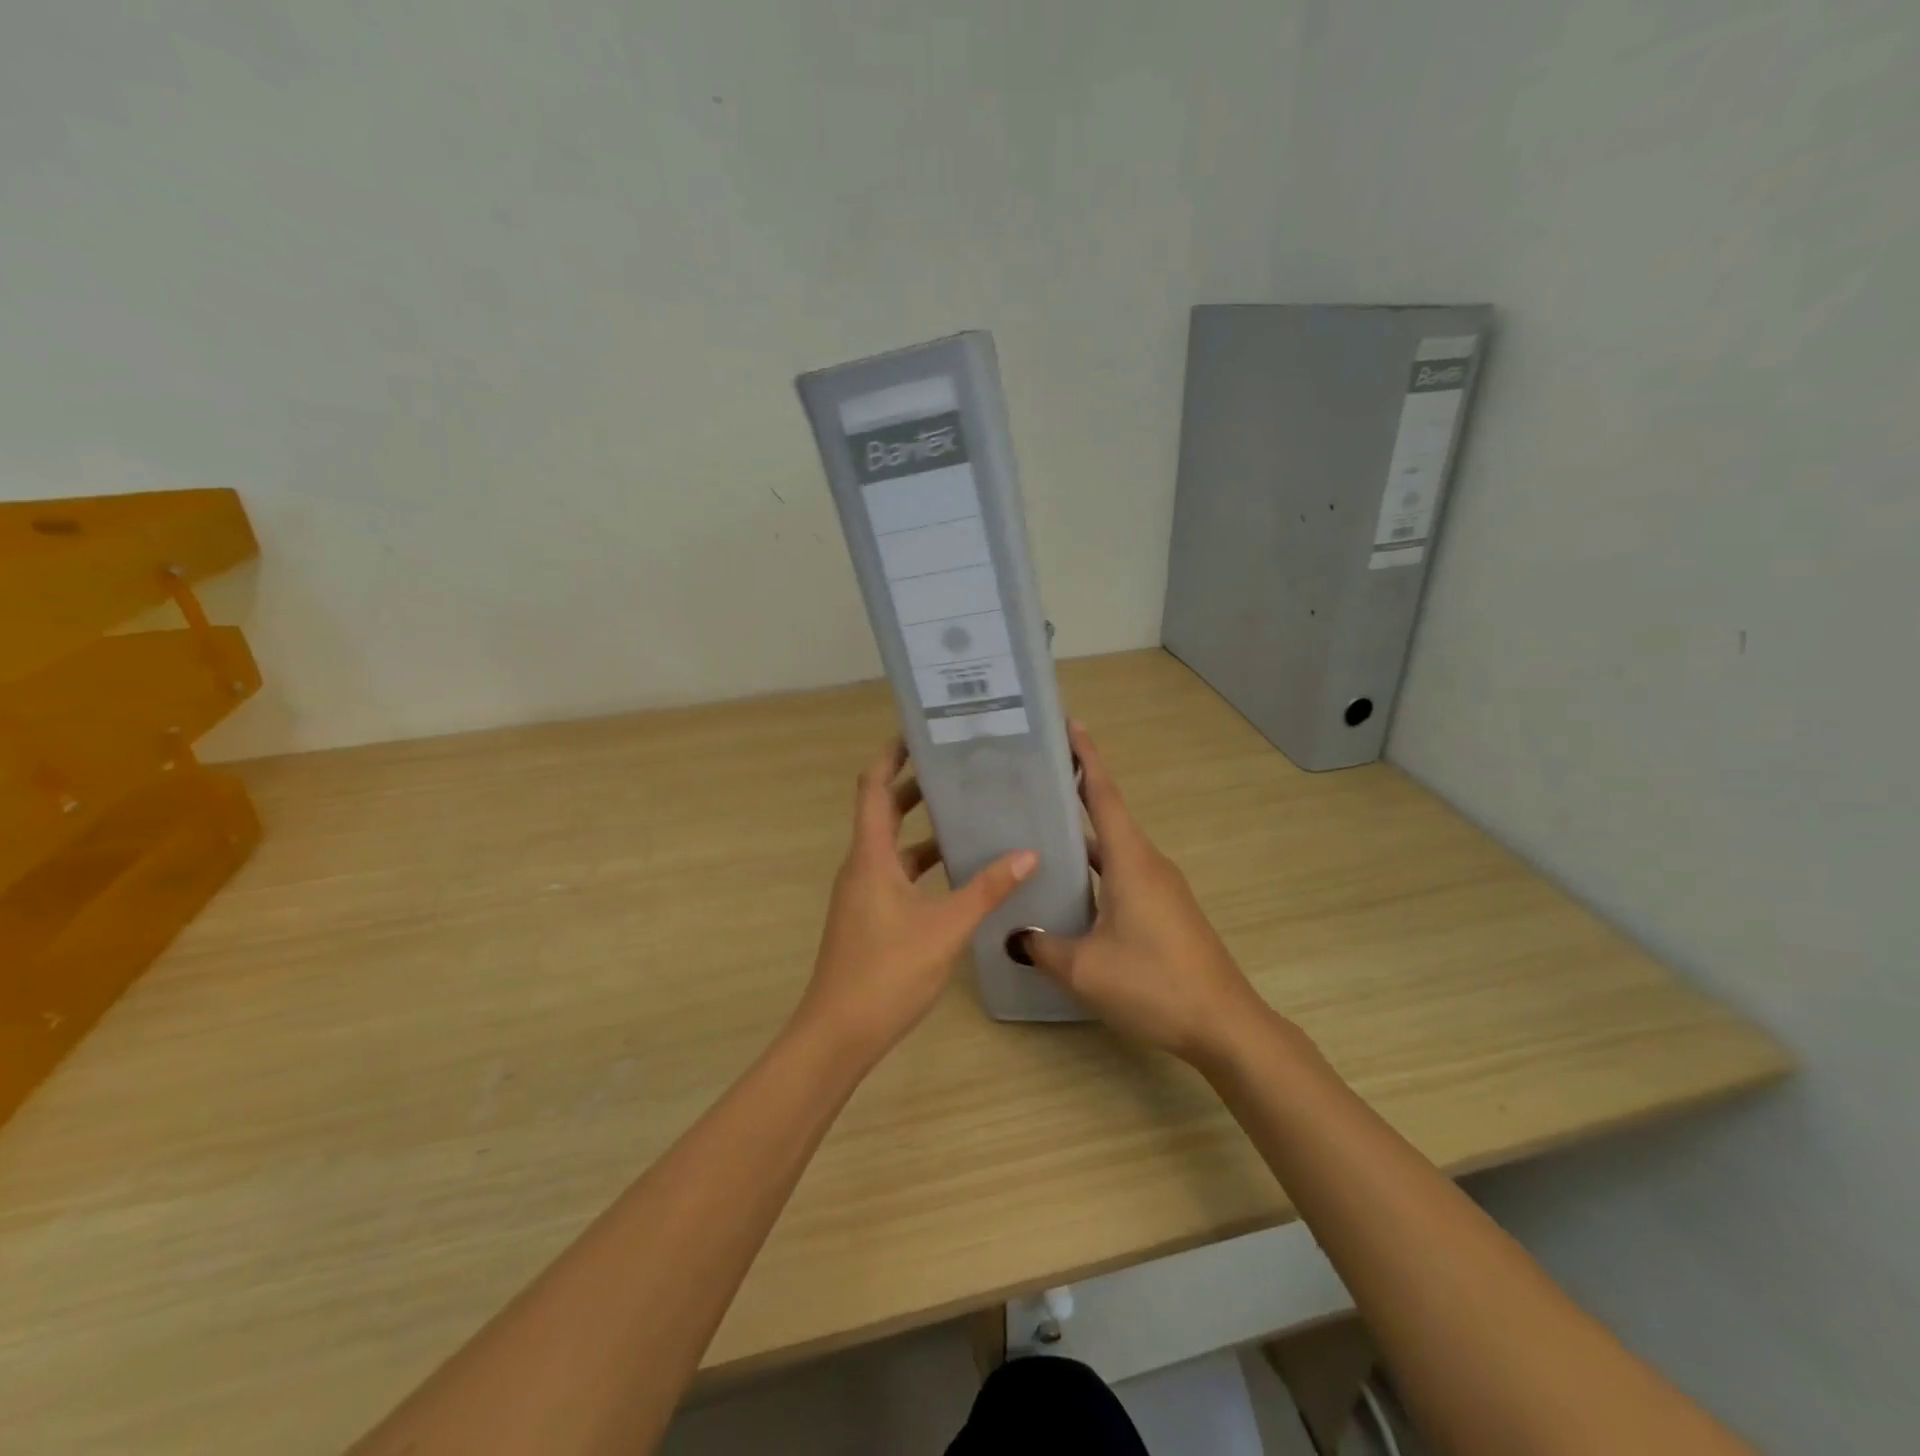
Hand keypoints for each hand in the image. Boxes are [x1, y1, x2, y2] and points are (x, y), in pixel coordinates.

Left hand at [797, 737, 1037, 1063]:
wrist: (838, 1034)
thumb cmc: (886, 973)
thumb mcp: (945, 929)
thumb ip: (986, 890)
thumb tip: (1027, 854)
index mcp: (870, 857)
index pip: (874, 787)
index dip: (891, 755)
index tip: (919, 733)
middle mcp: (862, 866)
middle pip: (884, 811)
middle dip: (915, 786)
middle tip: (957, 768)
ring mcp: (863, 893)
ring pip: (893, 846)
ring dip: (923, 828)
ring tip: (967, 813)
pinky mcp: (870, 916)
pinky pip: (897, 874)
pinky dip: (923, 863)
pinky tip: (958, 872)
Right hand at [1018, 722, 1270, 1065]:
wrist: (1224, 1025)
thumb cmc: (1154, 984)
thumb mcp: (1085, 969)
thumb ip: (1042, 948)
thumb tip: (1012, 936)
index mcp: (1131, 861)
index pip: (1104, 795)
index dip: (1087, 757)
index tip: (1069, 724)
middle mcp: (1147, 863)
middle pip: (1108, 814)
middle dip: (1075, 790)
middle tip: (1032, 777)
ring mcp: (1160, 886)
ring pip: (1114, 847)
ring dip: (1082, 833)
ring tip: (1039, 828)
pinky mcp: (1165, 908)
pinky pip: (1122, 872)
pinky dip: (1095, 866)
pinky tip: (1069, 887)